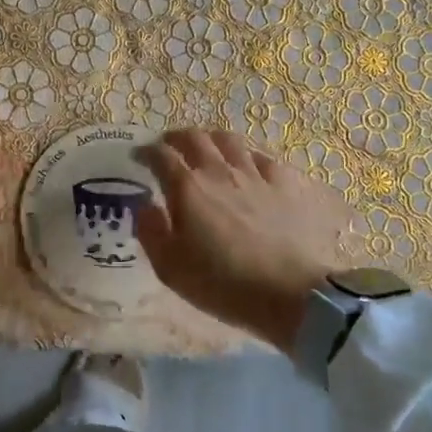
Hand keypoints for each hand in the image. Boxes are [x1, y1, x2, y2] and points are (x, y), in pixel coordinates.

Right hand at [135, 129, 366, 348]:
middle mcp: (218, 171)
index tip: (139, 157)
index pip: (161, 155)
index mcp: (187, 188)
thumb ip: (150, 231)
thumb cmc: (224, 283)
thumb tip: (144, 206)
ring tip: (207, 149)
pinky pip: (263, 158)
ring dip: (211, 139)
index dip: (146, 152)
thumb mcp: (170, 268)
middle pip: (195, 137)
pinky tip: (248, 167)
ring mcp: (255, 175)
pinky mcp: (286, 184)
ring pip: (229, 140)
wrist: (292, 294)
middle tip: (170, 147)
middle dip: (177, 137)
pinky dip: (248, 157)